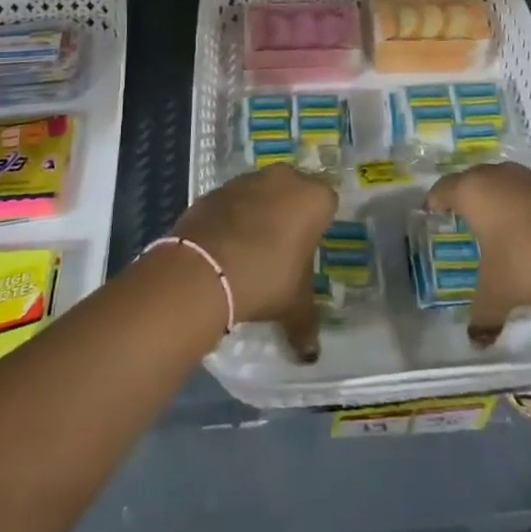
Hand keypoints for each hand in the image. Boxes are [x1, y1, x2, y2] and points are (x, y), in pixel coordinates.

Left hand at [170, 162, 338, 361]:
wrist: (203, 269)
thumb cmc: (266, 278)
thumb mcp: (294, 306)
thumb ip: (307, 324)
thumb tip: (311, 353)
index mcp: (313, 197)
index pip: (327, 204)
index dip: (318, 227)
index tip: (307, 251)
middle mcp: (284, 178)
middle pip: (293, 192)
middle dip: (289, 215)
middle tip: (282, 250)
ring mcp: (246, 179)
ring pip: (261, 193)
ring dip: (259, 213)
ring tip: (250, 251)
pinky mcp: (215, 189)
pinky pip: (232, 202)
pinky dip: (231, 218)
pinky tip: (225, 248)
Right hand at [427, 161, 530, 345]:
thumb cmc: (527, 263)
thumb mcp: (497, 292)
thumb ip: (482, 312)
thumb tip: (476, 339)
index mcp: (473, 191)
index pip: (444, 189)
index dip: (435, 201)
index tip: (432, 213)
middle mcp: (499, 176)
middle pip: (474, 179)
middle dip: (467, 197)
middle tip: (463, 218)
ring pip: (506, 183)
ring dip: (500, 199)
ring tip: (498, 225)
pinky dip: (527, 207)